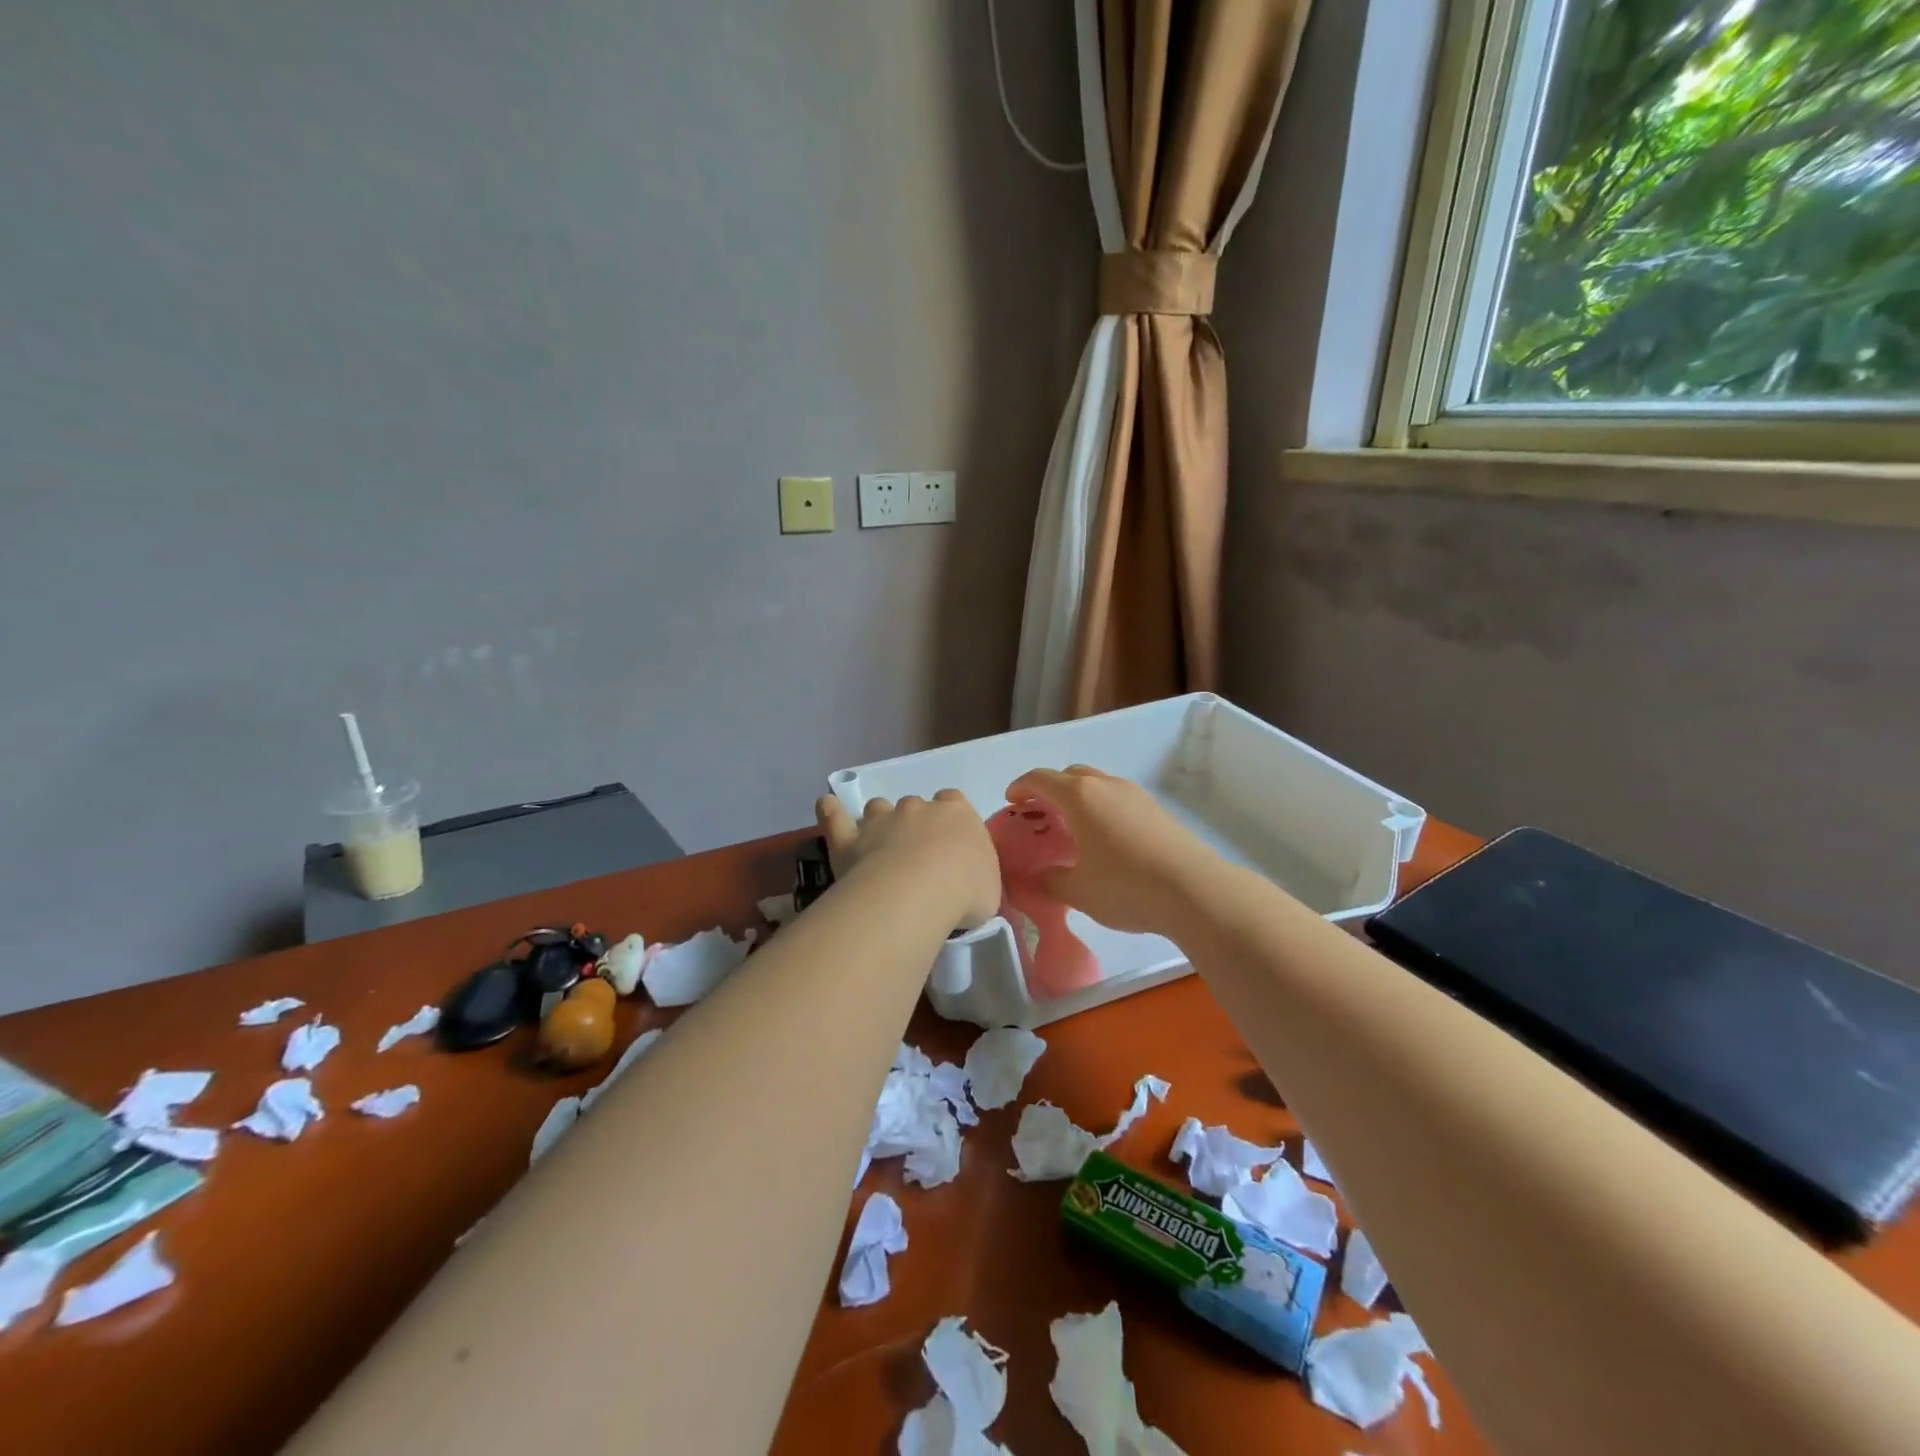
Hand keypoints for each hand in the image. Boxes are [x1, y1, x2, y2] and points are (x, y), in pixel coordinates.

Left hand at [814, 789, 1001, 928]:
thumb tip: (968, 881)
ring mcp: (881, 820)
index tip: (950, 843)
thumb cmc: (965, 891)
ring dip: (878, 822)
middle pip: (915, 805)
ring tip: (879, 847)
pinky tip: (826, 806)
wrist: (919, 893)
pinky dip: (830, 811)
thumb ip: (977, 876)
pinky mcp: (849, 839)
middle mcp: (918, 808)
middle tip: (916, 859)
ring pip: (877, 808)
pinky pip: (835, 816)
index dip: (950, 819)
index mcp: (958, 814)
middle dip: (914, 825)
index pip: (954, 801)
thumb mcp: (989, 888)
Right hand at [1002, 766, 1213, 935]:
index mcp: (1079, 796)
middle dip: (1050, 790)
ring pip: (1098, 784)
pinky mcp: (1157, 810)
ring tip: (1073, 829)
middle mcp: (1106, 785)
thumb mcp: (1077, 890)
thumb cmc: (1126, 886)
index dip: (1020, 787)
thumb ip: (1049, 880)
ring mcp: (1135, 795)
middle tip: (1040, 817)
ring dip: (1079, 798)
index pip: (1040, 779)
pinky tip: (1106, 841)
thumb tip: (1036, 876)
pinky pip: (1118, 799)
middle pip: (1070, 775)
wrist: (1196, 890)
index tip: (1011, 802)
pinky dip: (1102, 809)